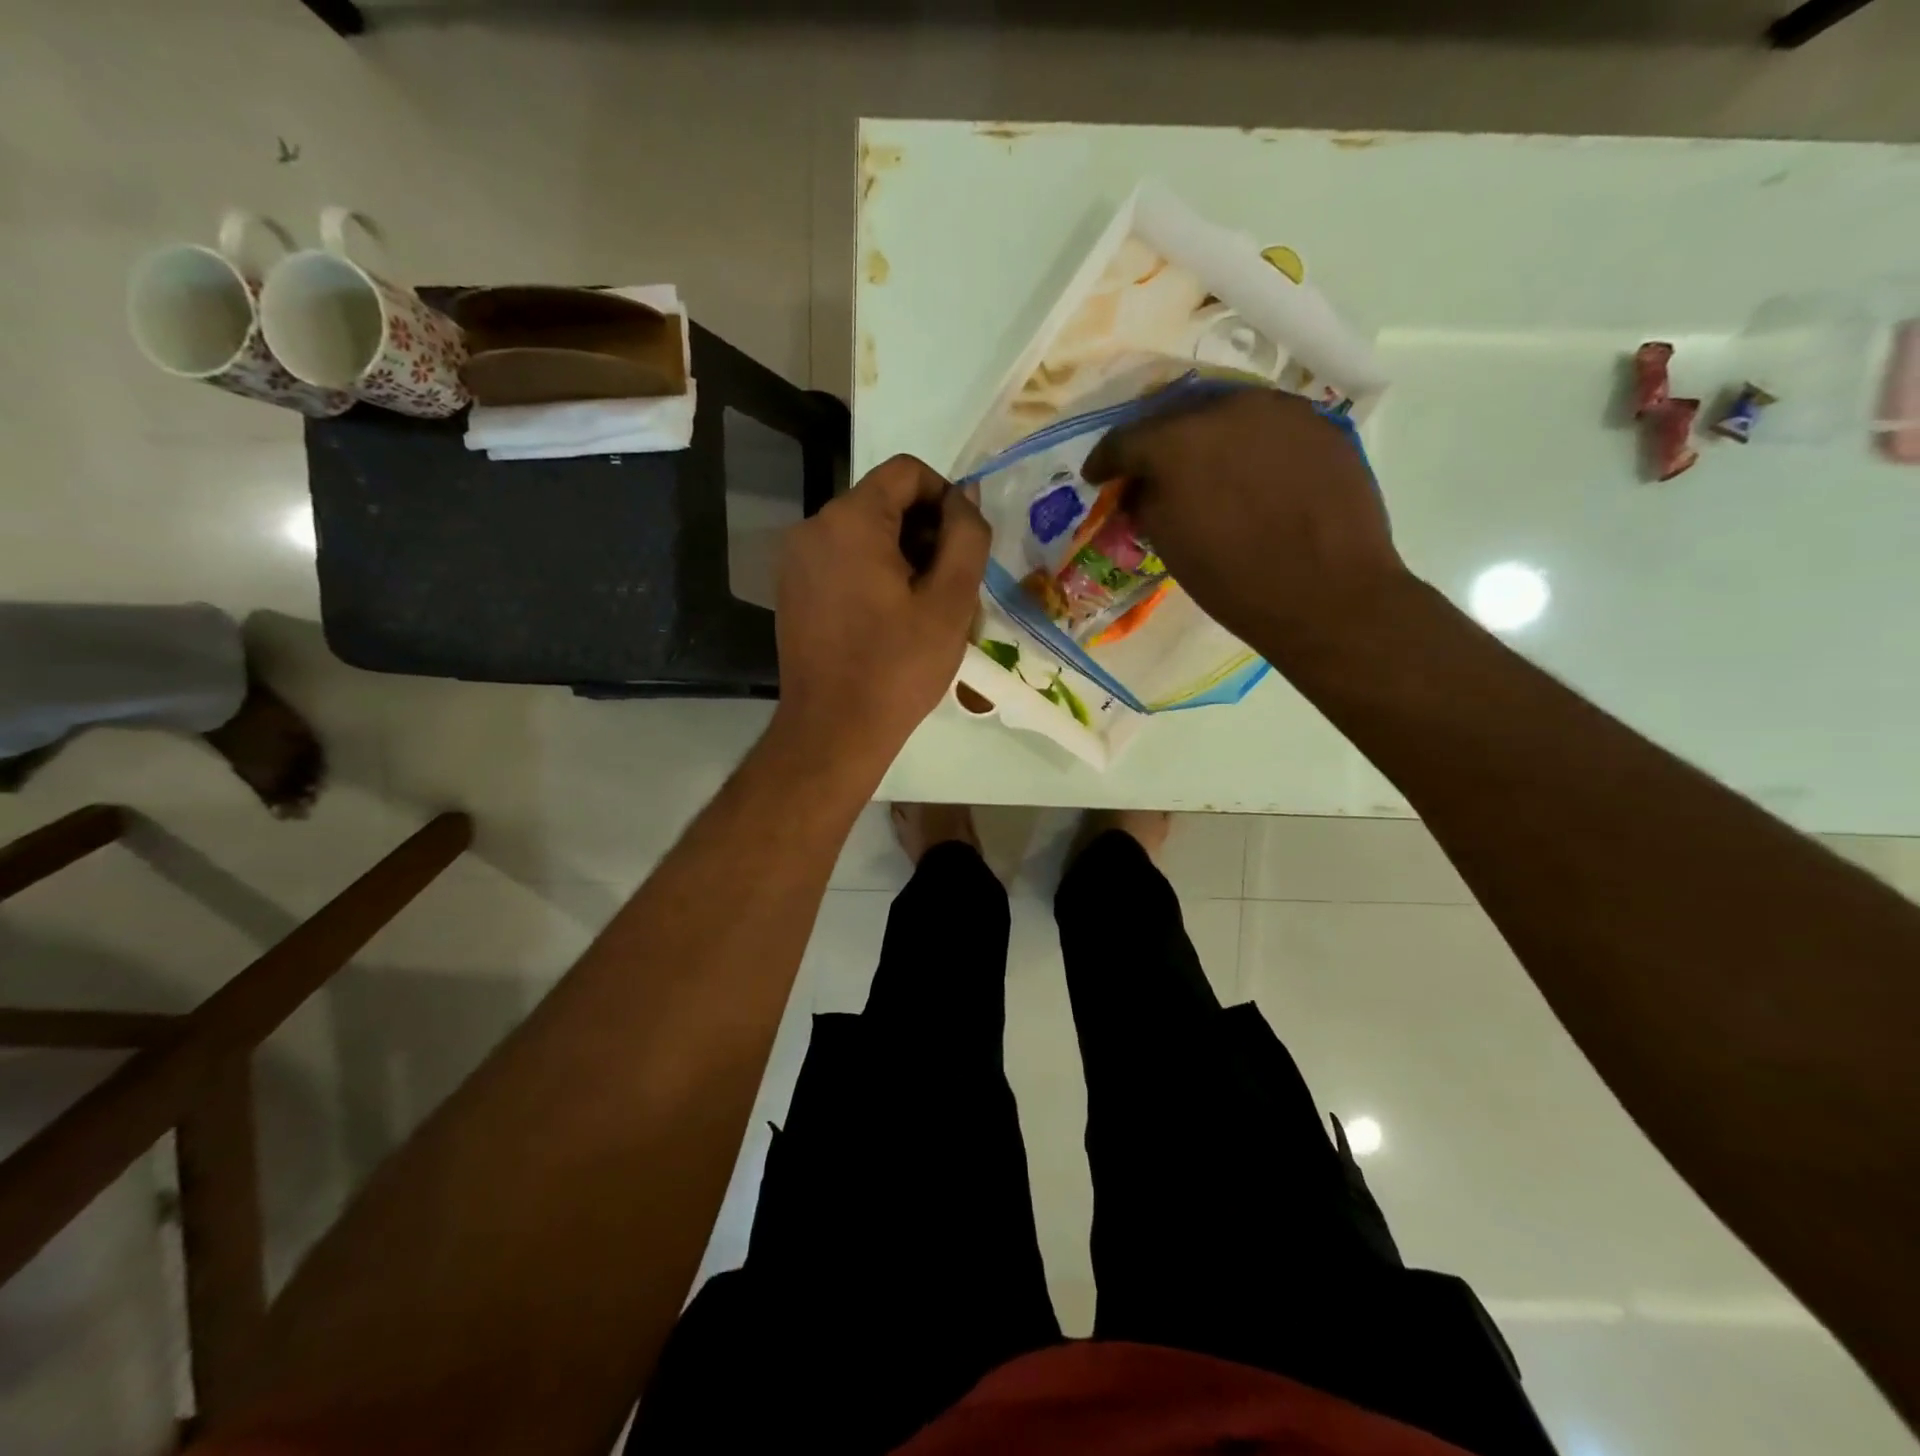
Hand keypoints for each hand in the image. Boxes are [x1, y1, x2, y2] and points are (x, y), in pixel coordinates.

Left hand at [771, 454, 989, 772]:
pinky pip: (841, 562)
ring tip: (923, 608)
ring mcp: (795, 560)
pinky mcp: (792, 590)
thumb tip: (966, 496)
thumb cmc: (898, 666)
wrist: (833, 730)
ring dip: (901, 557)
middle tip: (949, 586)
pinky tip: (889, 620)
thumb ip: (966, 535)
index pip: (907, 472)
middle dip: (924, 532)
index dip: (946, 498)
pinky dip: (872, 575)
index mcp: (850, 519)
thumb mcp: (950, 600)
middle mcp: (813, 527)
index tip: (964, 546)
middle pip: (883, 502)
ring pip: (863, 534)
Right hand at [1083, 389, 1409, 663]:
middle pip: (1176, 413)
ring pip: (1227, 411)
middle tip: (1149, 468)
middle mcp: (1228, 407)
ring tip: (1203, 467)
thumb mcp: (1169, 545)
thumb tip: (1141, 488)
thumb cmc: (1234, 580)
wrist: (1328, 594)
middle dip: (1156, 441)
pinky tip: (1251, 473)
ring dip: (1206, 437)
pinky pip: (1269, 426)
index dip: (1105, 460)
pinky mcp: (1320, 424)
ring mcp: (1280, 410)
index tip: (1097, 477)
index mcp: (1178, 441)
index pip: (1125, 439)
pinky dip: (1249, 444)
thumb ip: (1144, 503)